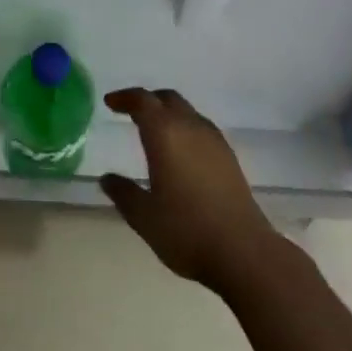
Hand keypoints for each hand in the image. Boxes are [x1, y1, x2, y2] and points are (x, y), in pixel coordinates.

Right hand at [100, 88, 277, 290]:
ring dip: (168, 113)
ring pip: (187, 111)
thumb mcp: (144, 216)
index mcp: (165, 133)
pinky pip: (201, 128)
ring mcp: (214, 141)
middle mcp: (190, 127)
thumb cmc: (187, 231)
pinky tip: (181, 153)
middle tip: (130, 113)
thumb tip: (107, 179)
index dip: (124, 98)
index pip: (142, 101)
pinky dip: (184, 128)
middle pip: (167, 99)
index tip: (110, 103)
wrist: (244, 252)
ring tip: (154, 132)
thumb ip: (123, 193)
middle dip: (147, 101)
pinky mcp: (229, 157)